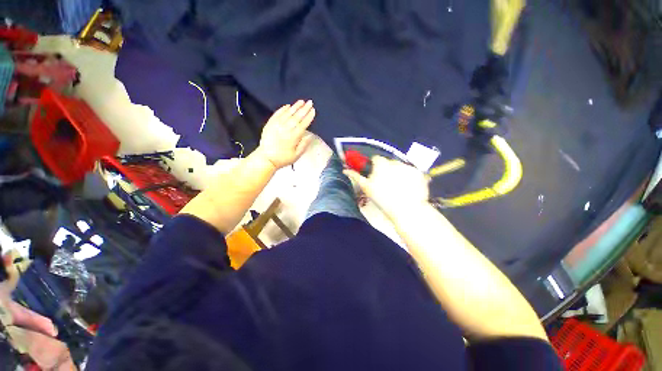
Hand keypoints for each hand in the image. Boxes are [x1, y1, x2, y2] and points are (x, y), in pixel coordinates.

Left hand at [255, 100, 315, 168]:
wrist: (266, 158)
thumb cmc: (283, 158)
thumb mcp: (296, 155)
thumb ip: (303, 145)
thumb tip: (310, 135)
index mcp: (293, 137)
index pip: (303, 124)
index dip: (309, 117)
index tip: (313, 111)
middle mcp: (286, 129)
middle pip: (297, 117)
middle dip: (304, 109)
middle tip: (310, 102)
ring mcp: (277, 125)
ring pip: (288, 114)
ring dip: (295, 107)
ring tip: (301, 101)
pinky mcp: (270, 124)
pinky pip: (277, 114)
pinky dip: (283, 109)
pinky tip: (288, 106)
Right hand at [344, 157, 429, 218]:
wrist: (406, 210)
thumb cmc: (383, 199)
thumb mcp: (367, 188)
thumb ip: (356, 176)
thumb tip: (345, 170)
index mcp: (381, 164)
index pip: (376, 158)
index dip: (374, 166)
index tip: (375, 174)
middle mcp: (395, 162)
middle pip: (388, 162)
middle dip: (387, 169)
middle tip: (386, 183)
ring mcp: (408, 167)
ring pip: (400, 167)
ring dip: (398, 173)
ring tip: (398, 187)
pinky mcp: (419, 173)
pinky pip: (412, 172)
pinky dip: (410, 177)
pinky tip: (408, 188)